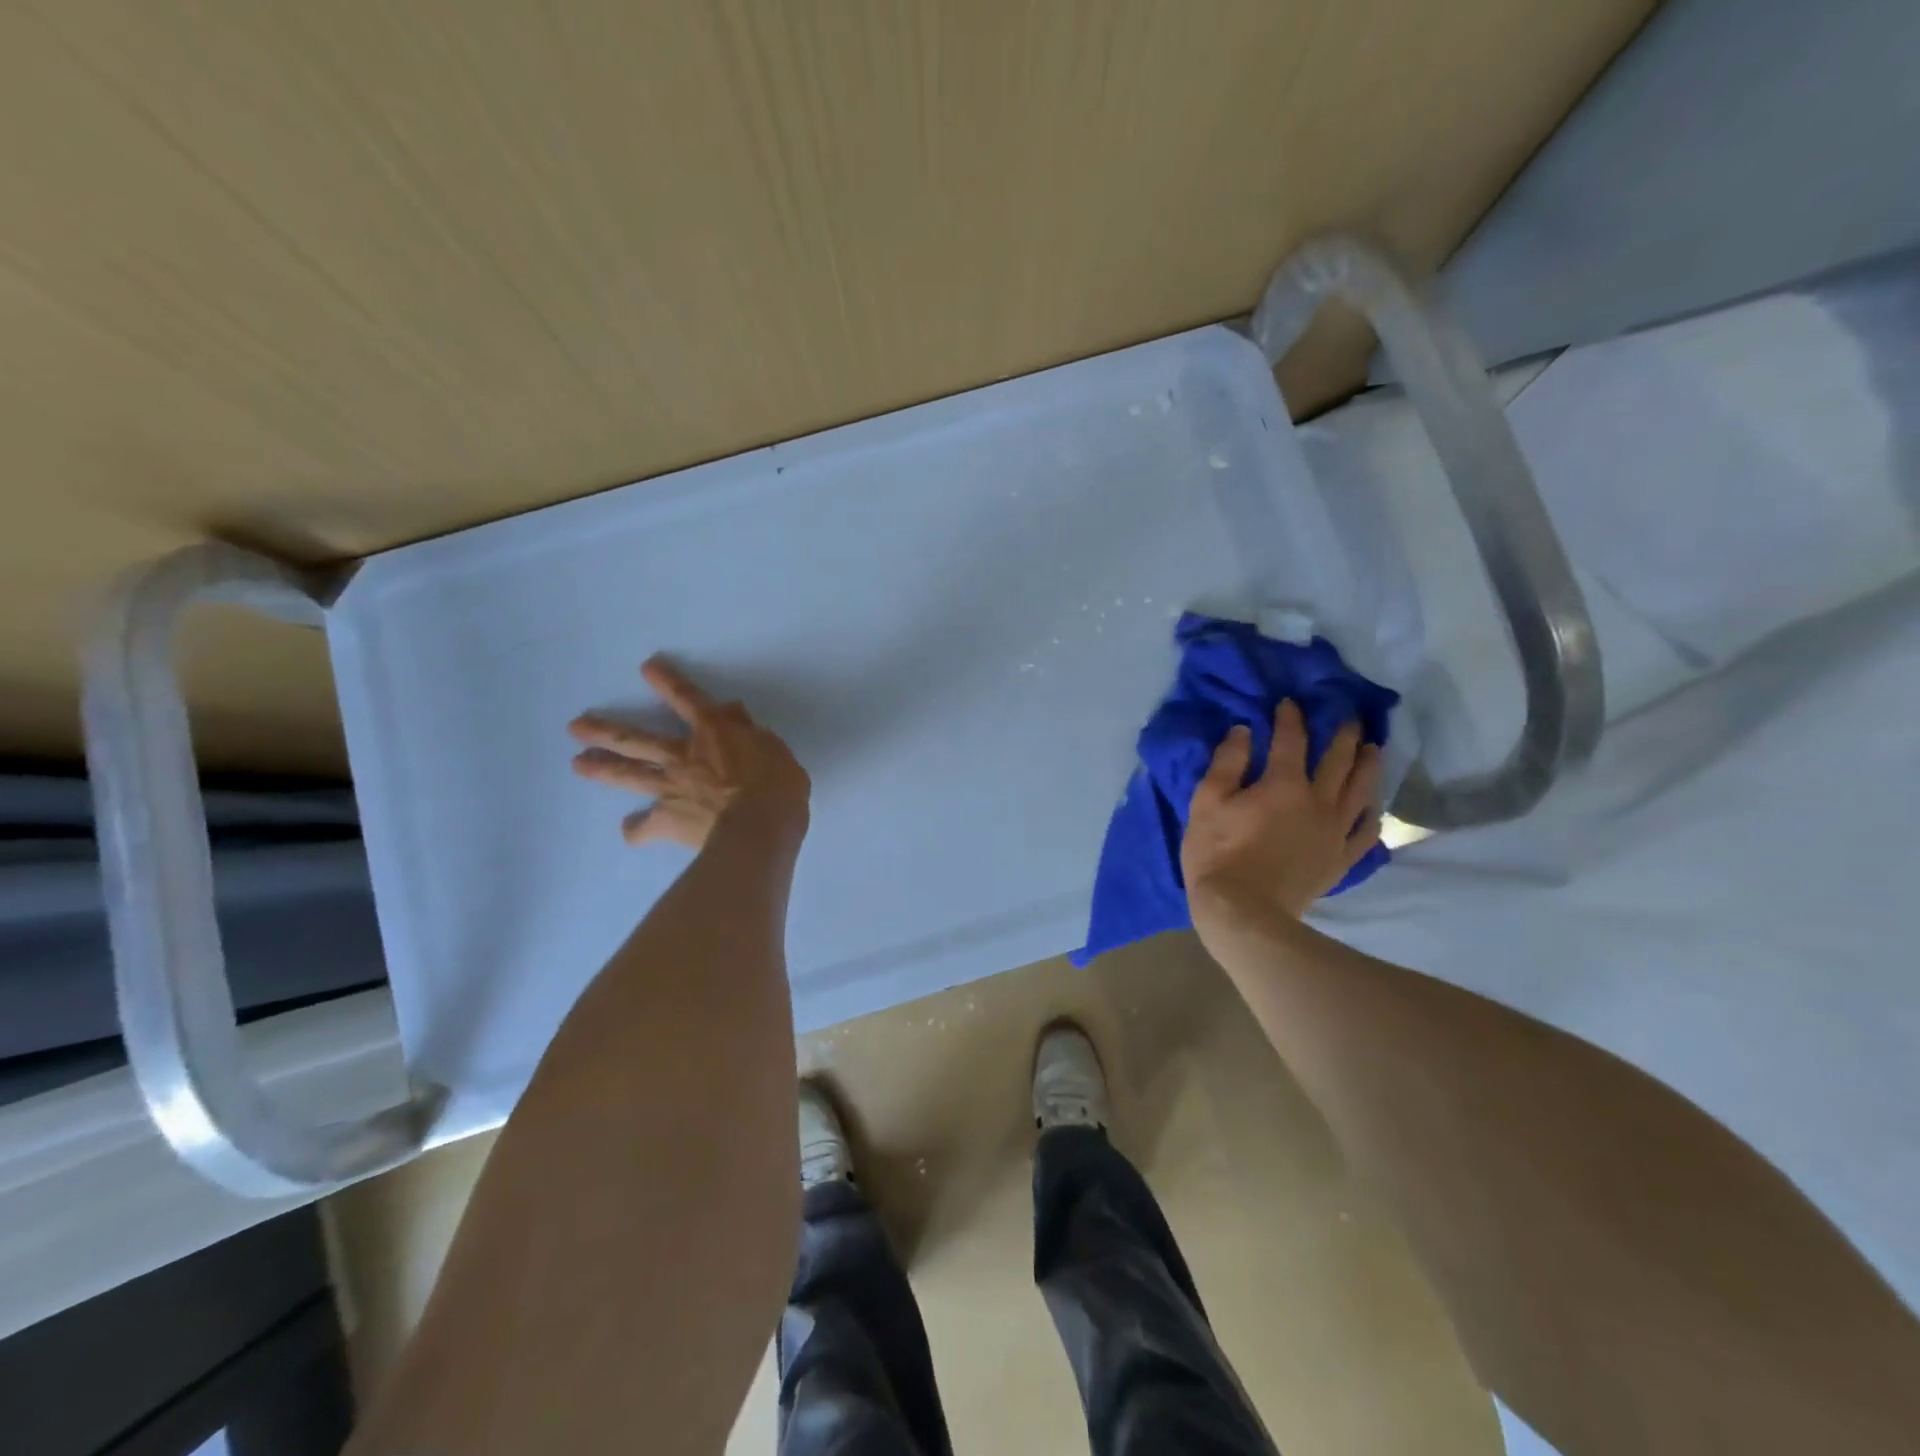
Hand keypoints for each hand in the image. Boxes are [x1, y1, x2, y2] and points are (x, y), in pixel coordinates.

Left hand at [568, 657, 810, 847]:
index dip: (667, 681)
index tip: (647, 667)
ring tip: (578, 764)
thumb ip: (750, 731)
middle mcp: (682, 755)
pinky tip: (630, 830)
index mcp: (714, 732)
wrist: (758, 829)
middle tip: (576, 727)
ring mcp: (669, 788)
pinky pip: (645, 827)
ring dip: (601, 769)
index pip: (687, 698)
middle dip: (605, 731)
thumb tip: (732, 711)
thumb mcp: (774, 749)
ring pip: (629, 775)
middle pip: (636, 739)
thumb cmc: (777, 786)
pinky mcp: (667, 821)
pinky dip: (636, 829)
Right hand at [1182, 700, 1381, 926]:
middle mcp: (1318, 801)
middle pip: (1338, 759)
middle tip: (1348, 715)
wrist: (1243, 912)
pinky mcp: (1340, 858)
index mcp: (1282, 784)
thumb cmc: (1217, 854)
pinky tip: (1372, 804)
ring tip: (1373, 747)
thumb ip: (1227, 763)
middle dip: (1342, 733)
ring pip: (1360, 789)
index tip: (1289, 702)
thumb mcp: (1206, 803)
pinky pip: (1366, 831)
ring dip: (1368, 764)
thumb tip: (1244, 730)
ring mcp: (1334, 831)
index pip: (1290, 740)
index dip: (1290, 717)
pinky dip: (1372, 812)